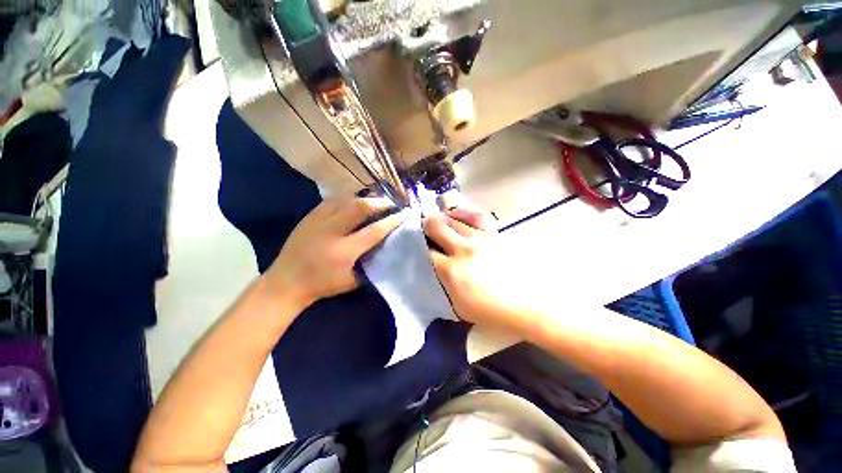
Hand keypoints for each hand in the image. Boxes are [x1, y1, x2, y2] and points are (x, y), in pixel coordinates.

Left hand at [266, 197, 404, 308]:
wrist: (286, 282)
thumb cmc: (322, 285)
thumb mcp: (352, 281)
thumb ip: (370, 264)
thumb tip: (385, 248)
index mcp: (344, 251)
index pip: (375, 230)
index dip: (392, 221)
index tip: (404, 214)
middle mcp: (332, 231)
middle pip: (360, 207)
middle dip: (380, 203)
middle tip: (391, 203)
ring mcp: (318, 220)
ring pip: (346, 200)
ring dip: (365, 198)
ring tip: (376, 200)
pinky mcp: (310, 216)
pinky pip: (332, 200)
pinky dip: (348, 199)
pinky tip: (355, 201)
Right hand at [424, 205, 531, 332]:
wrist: (528, 305)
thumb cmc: (491, 312)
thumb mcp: (457, 307)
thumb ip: (440, 285)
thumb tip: (430, 269)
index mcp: (452, 271)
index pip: (425, 251)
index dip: (417, 247)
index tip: (415, 247)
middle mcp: (463, 249)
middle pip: (436, 226)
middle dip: (425, 226)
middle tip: (423, 229)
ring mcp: (480, 238)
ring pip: (453, 219)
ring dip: (441, 219)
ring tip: (437, 222)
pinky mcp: (494, 234)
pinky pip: (474, 217)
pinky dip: (462, 214)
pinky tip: (457, 215)